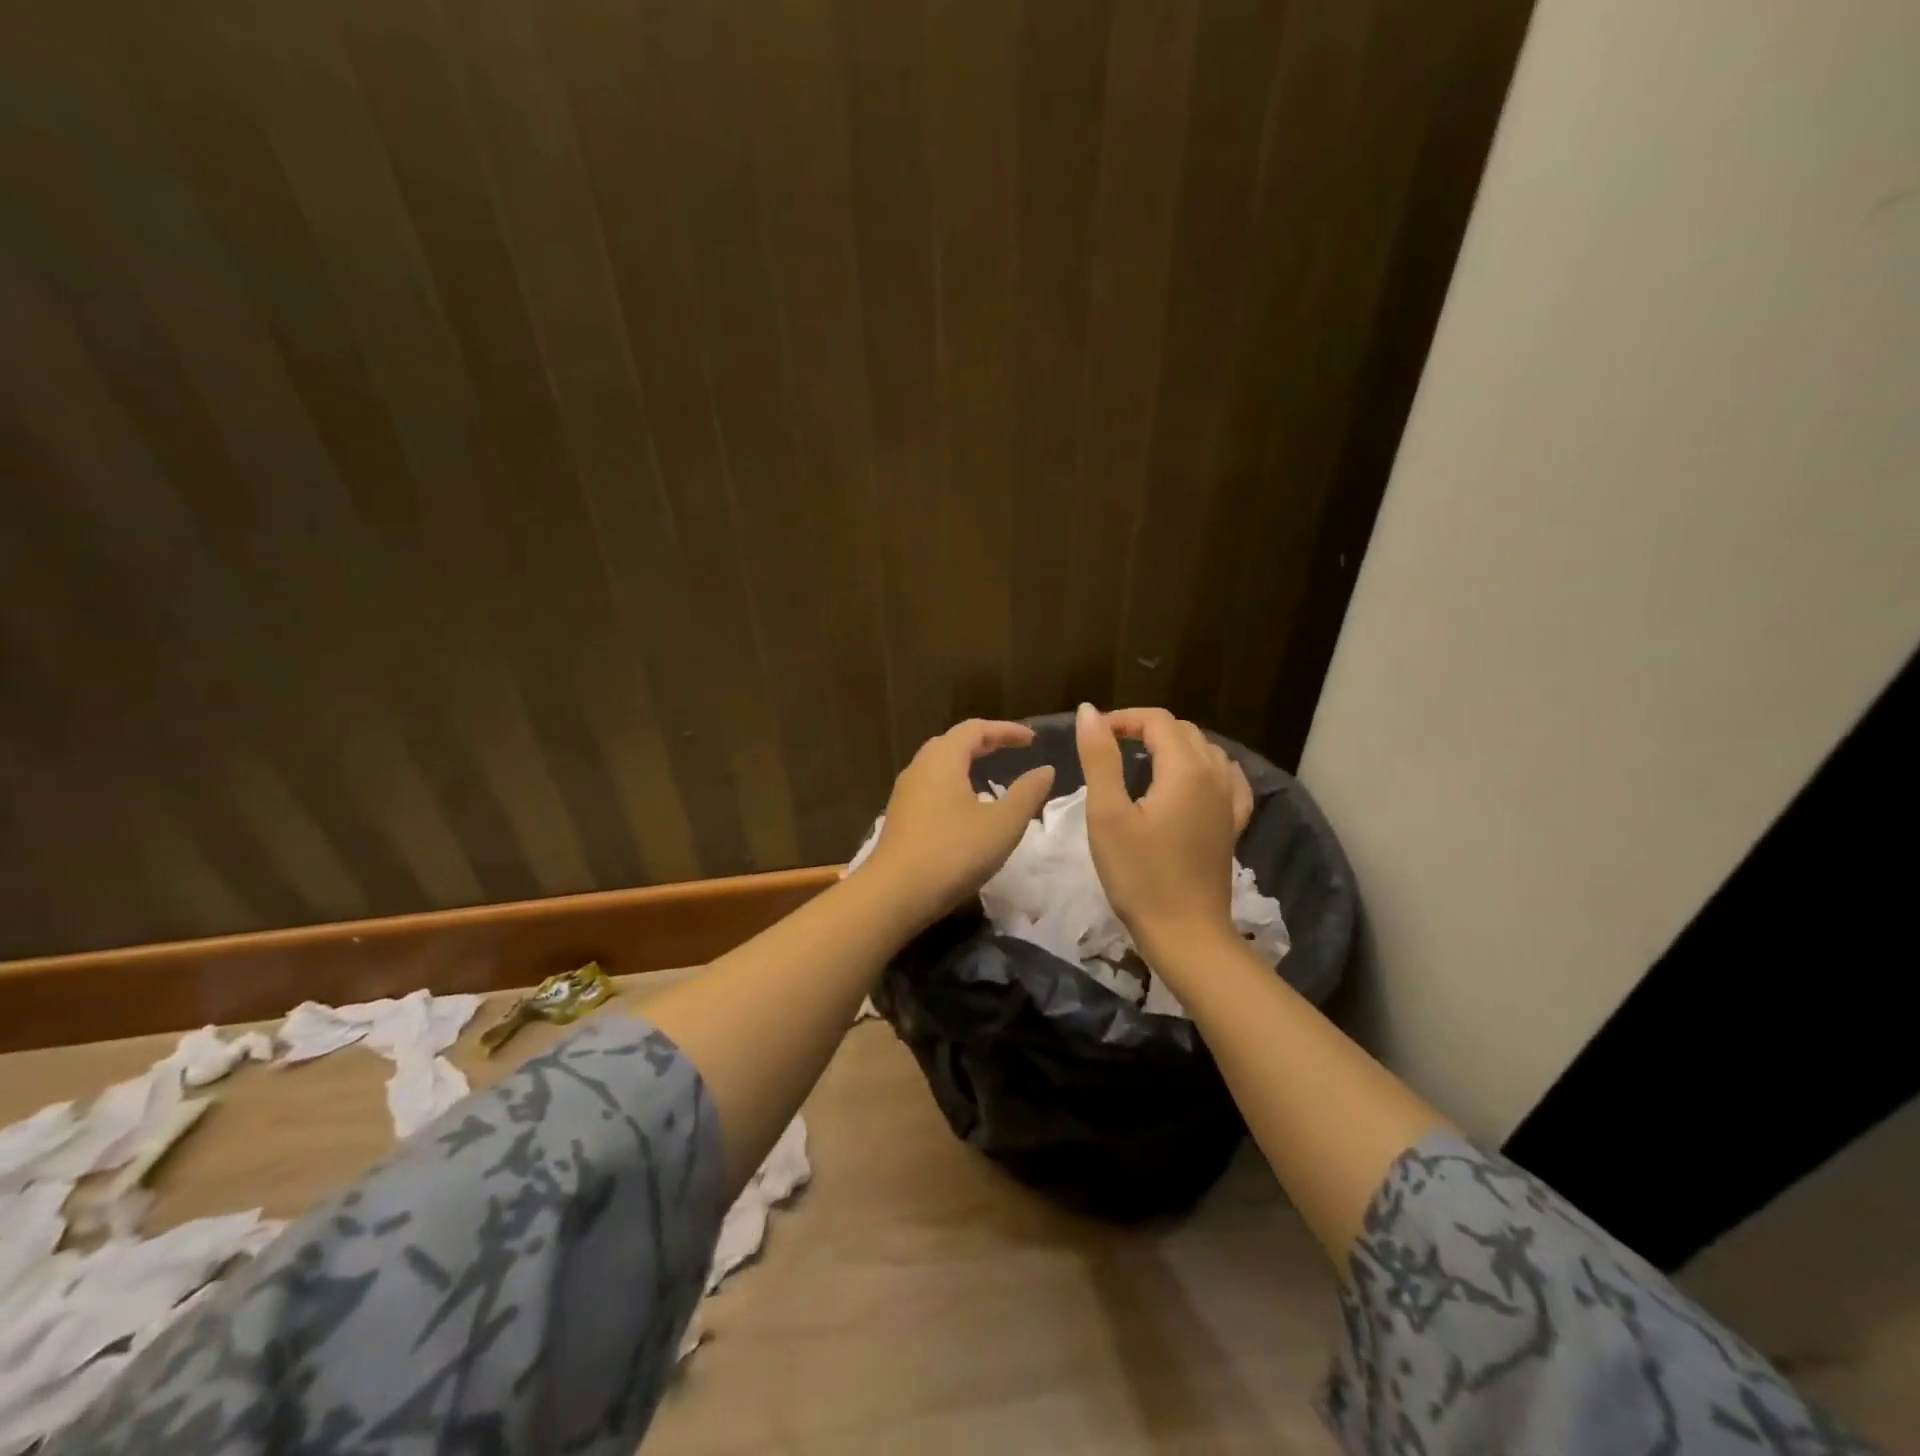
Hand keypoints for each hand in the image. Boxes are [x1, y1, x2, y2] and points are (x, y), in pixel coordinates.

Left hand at [865, 719, 1055, 927]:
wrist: (894, 894)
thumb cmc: (953, 852)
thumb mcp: (1003, 824)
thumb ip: (1027, 793)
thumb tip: (1045, 769)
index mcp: (943, 759)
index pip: (975, 729)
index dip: (1006, 730)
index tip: (1031, 740)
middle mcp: (919, 768)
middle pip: (953, 742)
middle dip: (984, 742)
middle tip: (1010, 750)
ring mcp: (905, 794)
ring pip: (938, 766)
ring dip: (966, 764)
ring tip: (990, 777)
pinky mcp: (900, 817)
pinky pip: (930, 787)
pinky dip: (953, 784)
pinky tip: (965, 808)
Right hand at [1075, 703, 1251, 953]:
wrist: (1185, 934)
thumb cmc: (1139, 875)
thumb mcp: (1107, 814)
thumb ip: (1100, 758)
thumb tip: (1089, 711)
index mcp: (1186, 769)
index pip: (1157, 721)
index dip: (1123, 719)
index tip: (1094, 735)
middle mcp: (1215, 776)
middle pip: (1183, 731)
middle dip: (1145, 729)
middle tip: (1109, 747)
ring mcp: (1229, 802)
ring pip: (1206, 751)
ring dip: (1173, 746)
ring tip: (1141, 761)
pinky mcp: (1232, 825)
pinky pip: (1226, 779)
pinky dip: (1205, 768)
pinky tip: (1193, 780)